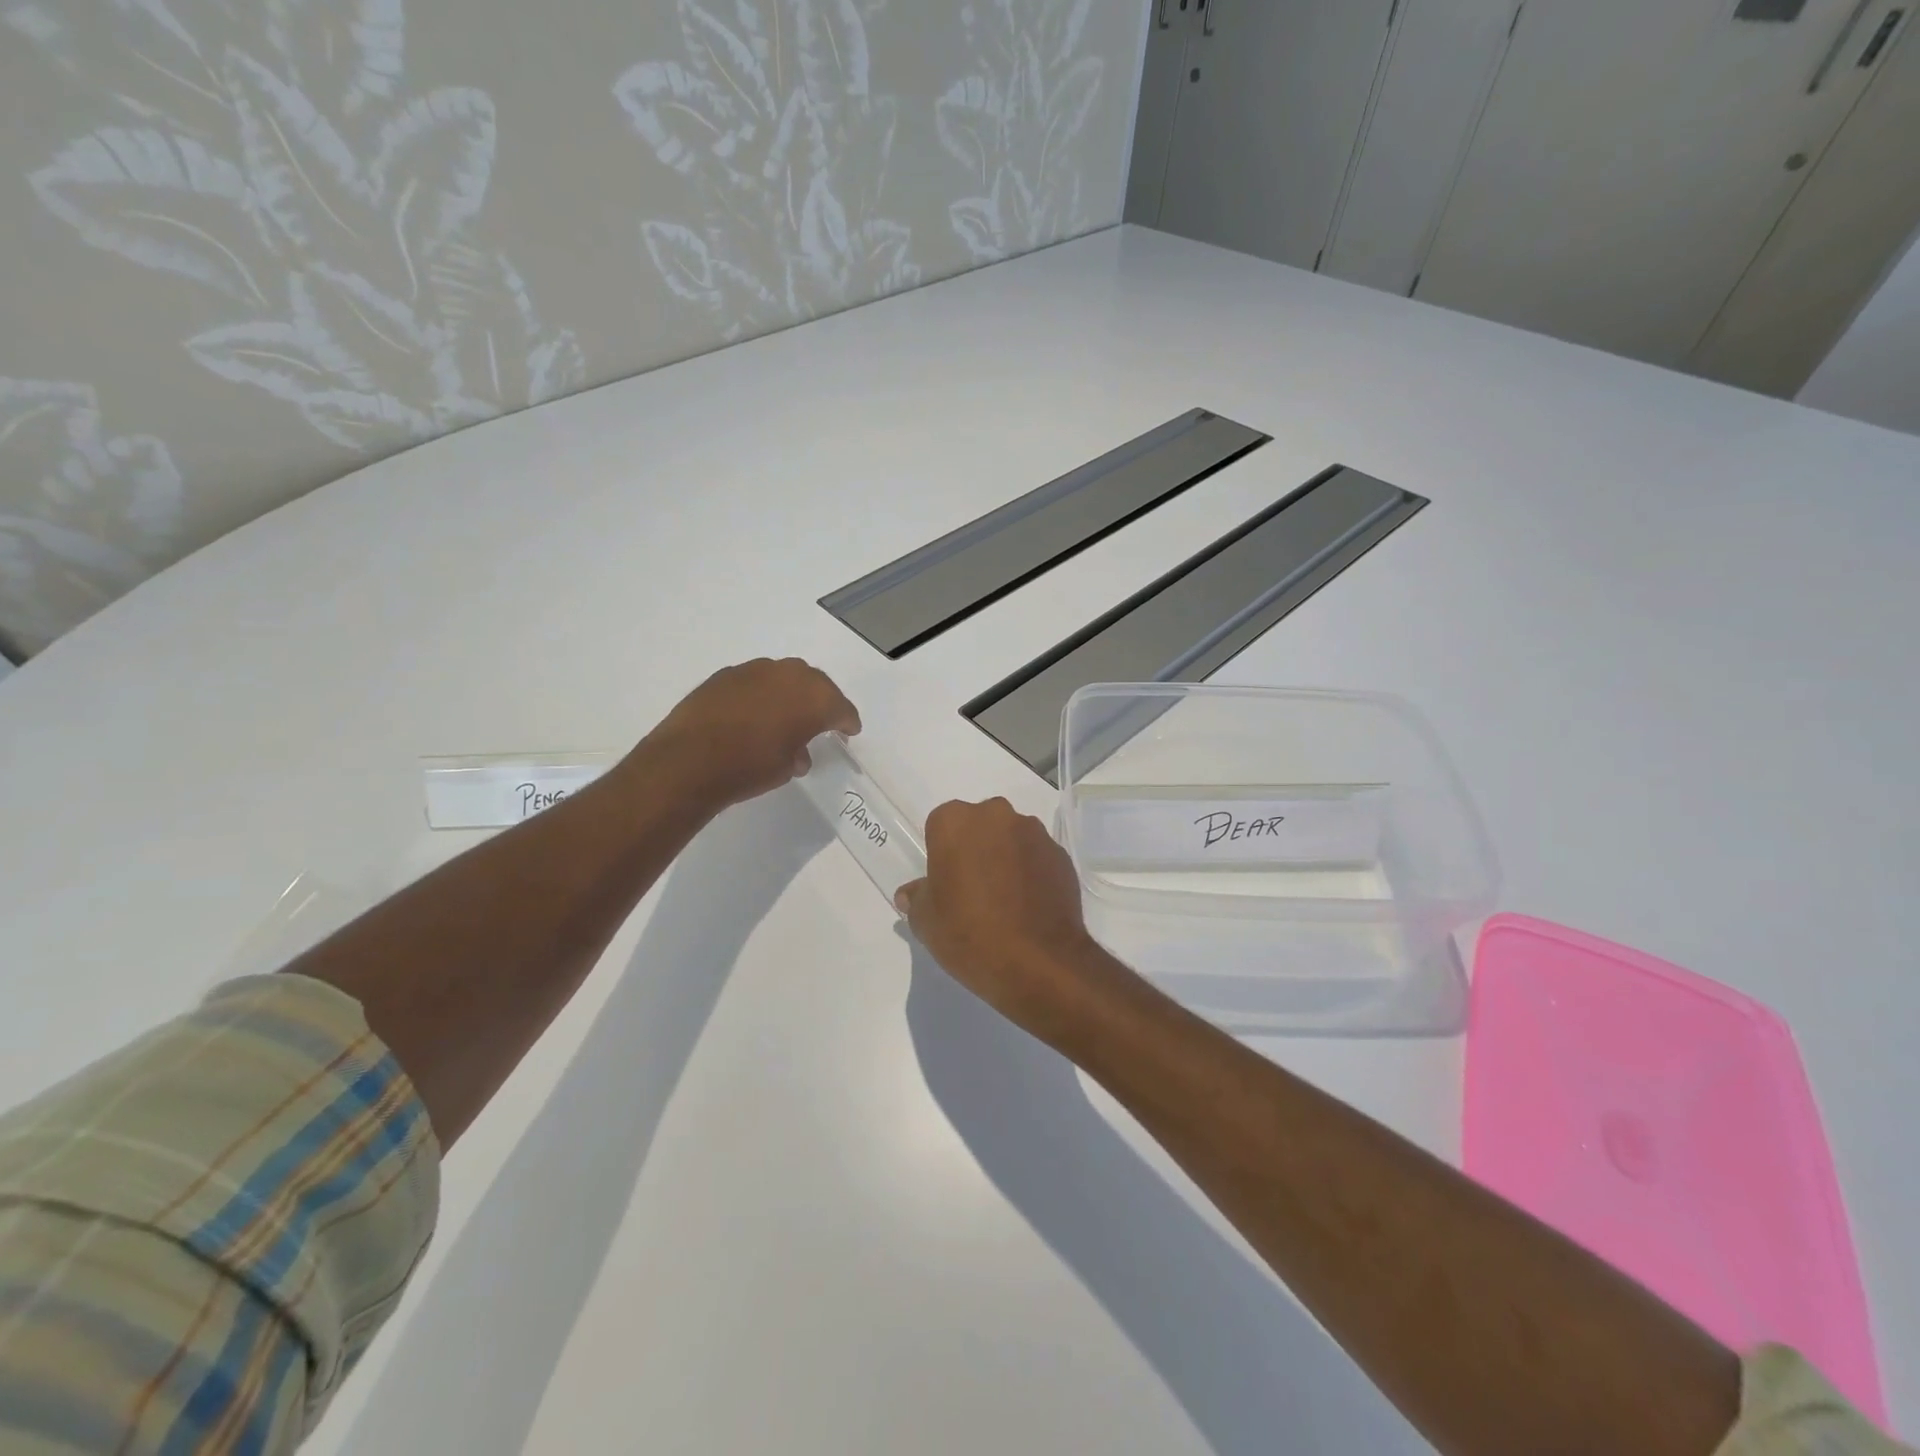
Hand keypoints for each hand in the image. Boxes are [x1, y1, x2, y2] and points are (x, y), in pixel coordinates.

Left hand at [641, 657, 859, 809]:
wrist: (688, 760)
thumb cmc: (749, 767)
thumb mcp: (785, 768)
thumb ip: (798, 753)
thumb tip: (795, 752)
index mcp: (813, 697)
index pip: (840, 707)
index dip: (847, 721)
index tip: (849, 731)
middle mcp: (789, 675)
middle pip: (815, 684)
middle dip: (821, 702)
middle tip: (821, 720)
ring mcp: (754, 670)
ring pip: (783, 678)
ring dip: (789, 695)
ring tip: (784, 717)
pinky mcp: (725, 674)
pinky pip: (755, 682)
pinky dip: (761, 695)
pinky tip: (753, 714)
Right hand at [895, 797, 1131, 1042]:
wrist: (1037, 961)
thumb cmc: (968, 933)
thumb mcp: (926, 921)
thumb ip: (917, 898)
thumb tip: (910, 893)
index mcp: (955, 822)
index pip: (940, 826)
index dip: (941, 854)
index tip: (945, 883)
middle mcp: (996, 815)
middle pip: (979, 825)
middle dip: (975, 848)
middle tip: (972, 889)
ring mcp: (1034, 833)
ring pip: (1011, 838)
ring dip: (1005, 857)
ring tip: (1004, 901)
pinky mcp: (1061, 855)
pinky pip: (1037, 857)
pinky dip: (1031, 872)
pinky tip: (1028, 906)